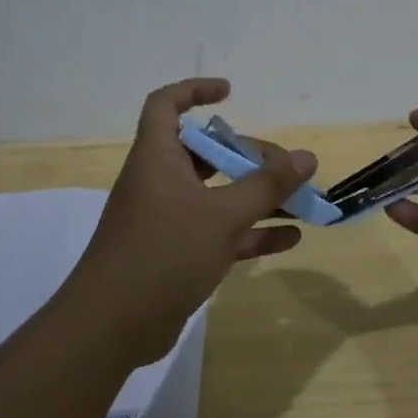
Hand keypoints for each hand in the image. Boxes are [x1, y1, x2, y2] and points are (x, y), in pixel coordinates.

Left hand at [66, 78, 316, 365]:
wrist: (112, 327)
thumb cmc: (164, 252)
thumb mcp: (222, 215)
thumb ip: (266, 186)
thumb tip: (306, 157)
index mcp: (157, 157)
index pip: (166, 104)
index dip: (195, 90)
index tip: (231, 93)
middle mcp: (160, 182)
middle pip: (205, 154)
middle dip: (248, 157)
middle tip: (287, 168)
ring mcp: (168, 220)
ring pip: (217, 196)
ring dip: (257, 198)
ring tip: (302, 202)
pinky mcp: (176, 255)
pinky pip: (219, 233)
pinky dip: (251, 233)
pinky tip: (290, 239)